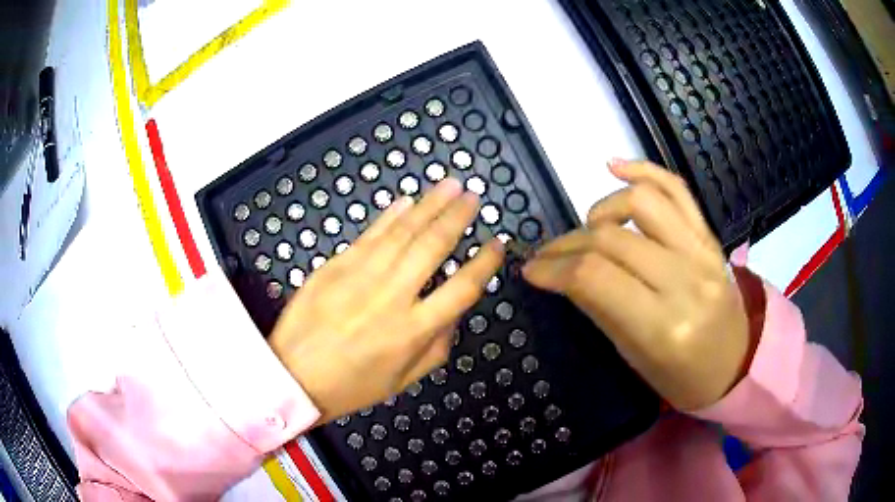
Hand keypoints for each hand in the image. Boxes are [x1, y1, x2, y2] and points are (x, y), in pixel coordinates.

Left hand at [270, 179, 504, 423]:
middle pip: (433, 247)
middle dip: (457, 217)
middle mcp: (392, 297)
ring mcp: (361, 277)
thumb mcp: (404, 380)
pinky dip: (390, 216)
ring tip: (450, 185)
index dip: (485, 263)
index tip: (497, 243)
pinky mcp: (336, 266)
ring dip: (429, 205)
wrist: (294, 376)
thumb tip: (455, 313)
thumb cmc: (352, 386)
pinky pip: (370, 235)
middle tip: (473, 197)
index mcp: (414, 330)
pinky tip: (406, 201)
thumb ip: (438, 346)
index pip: (461, 288)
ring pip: (403, 233)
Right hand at [522, 160, 749, 410]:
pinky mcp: (710, 236)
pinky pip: (678, 190)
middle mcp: (686, 281)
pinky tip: (614, 167)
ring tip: (589, 227)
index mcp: (663, 327)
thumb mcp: (633, 356)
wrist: (735, 363)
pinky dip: (644, 169)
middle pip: (613, 238)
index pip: (595, 277)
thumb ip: (599, 307)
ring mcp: (703, 252)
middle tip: (548, 255)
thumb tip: (561, 273)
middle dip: (567, 244)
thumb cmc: (681, 376)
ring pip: (642, 202)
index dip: (554, 268)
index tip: (531, 269)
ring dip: (602, 208)